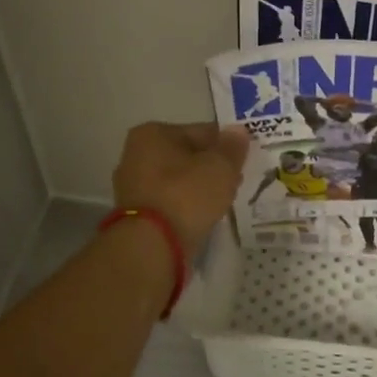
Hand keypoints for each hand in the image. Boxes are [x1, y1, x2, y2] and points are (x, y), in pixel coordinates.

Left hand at [112, 122, 250, 255]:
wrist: (152, 246)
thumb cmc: (186, 195)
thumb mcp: (220, 166)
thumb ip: (232, 147)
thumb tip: (238, 131)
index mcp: (152, 134)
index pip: (201, 131)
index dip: (226, 144)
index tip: (244, 159)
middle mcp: (136, 155)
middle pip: (188, 155)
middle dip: (212, 166)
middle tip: (237, 181)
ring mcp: (133, 186)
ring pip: (179, 180)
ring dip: (200, 187)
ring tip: (224, 200)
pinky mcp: (136, 214)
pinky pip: (171, 201)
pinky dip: (187, 205)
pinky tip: (204, 214)